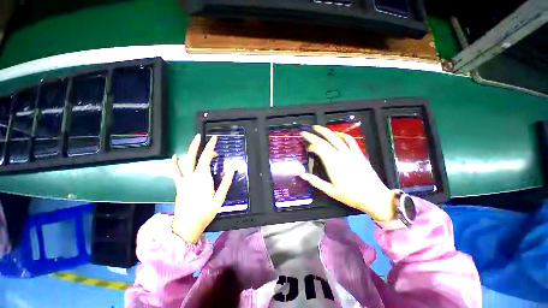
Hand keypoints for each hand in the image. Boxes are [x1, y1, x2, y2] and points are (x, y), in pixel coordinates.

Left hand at [171, 134, 234, 242]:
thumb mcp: (219, 199)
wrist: (187, 226)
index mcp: (203, 179)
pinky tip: (174, 157)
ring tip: (193, 142)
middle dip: (198, 145)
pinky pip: (175, 172)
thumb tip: (232, 170)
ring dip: (189, 151)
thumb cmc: (205, 213)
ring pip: (184, 162)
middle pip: (194, 157)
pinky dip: (174, 163)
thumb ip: (225, 184)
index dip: (210, 147)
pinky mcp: (179, 186)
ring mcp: (184, 181)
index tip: (214, 139)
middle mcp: (192, 177)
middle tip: (202, 136)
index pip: (206, 158)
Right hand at [300, 125, 395, 221]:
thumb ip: (316, 182)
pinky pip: (350, 141)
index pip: (319, 149)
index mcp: (332, 164)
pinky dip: (343, 135)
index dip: (311, 146)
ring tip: (317, 127)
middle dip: (313, 136)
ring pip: (336, 138)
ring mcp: (350, 153)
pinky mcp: (358, 154)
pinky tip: (337, 134)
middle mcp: (340, 155)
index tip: (307, 149)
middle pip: (324, 141)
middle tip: (305, 132)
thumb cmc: (351, 196)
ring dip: (326, 131)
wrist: (374, 197)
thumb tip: (302, 175)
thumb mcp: (331, 191)